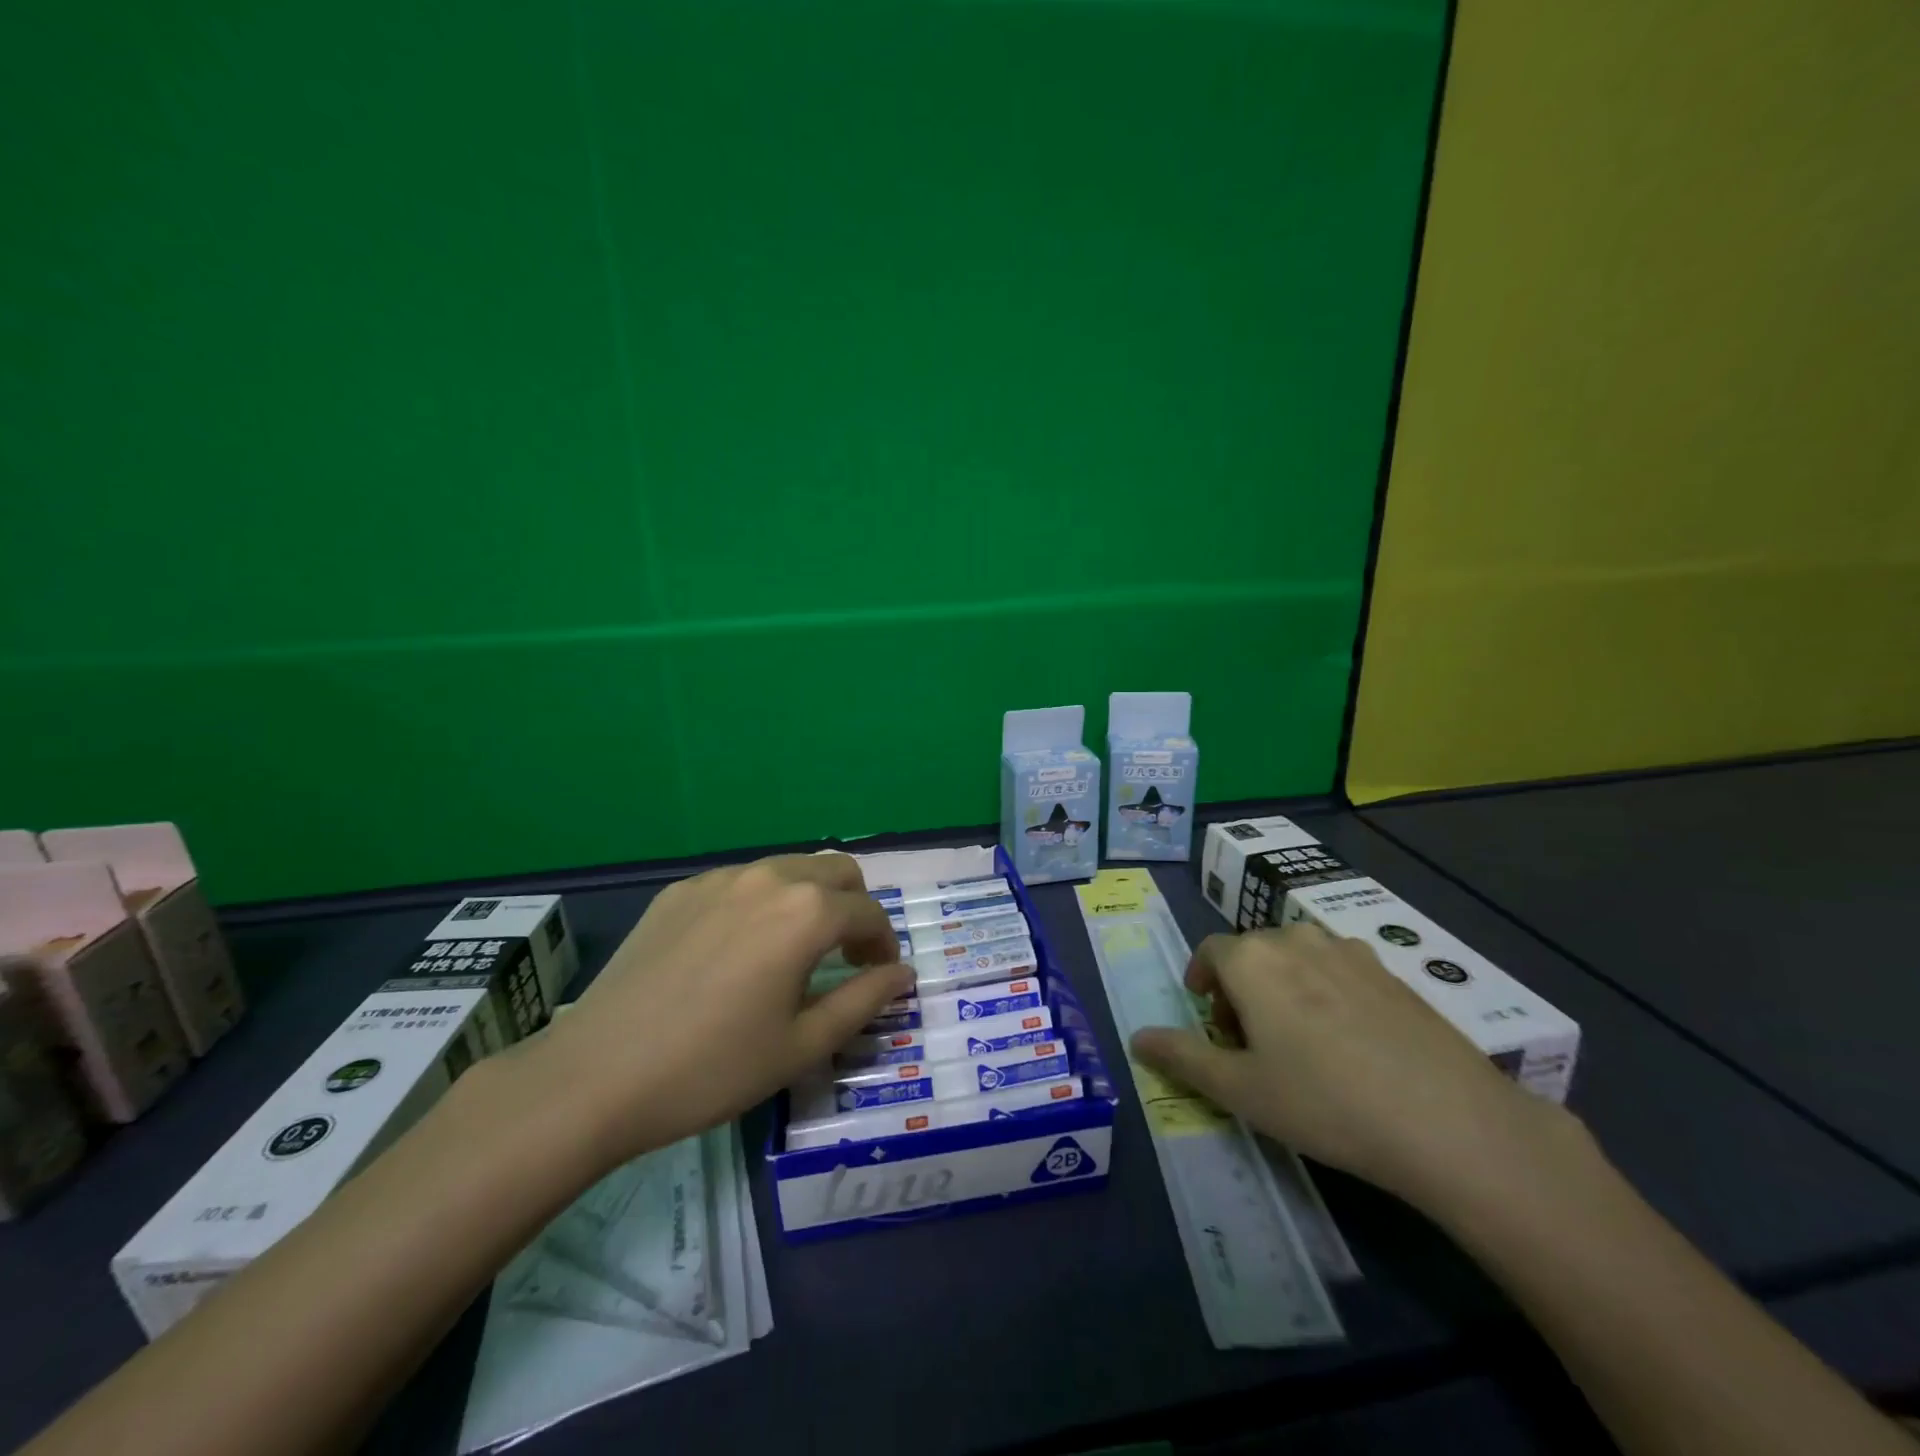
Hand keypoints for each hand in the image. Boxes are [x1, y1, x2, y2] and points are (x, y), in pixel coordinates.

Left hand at [522, 854, 912, 1167]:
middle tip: (845, 956)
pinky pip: (740, 882)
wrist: (595, 1076)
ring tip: (793, 951)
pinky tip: (736, 951)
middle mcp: (768, 878)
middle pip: (836, 871)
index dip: (884, 943)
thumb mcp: (801, 1045)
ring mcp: (718, 879)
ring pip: (788, 869)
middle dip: (854, 907)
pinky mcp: (679, 891)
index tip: (879, 975)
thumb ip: (863, 1000)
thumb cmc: (712, 1068)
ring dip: (809, 899)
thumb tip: (903, 974)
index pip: (869, 913)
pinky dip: (761, 903)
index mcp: (805, 912)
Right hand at [1130, 922, 1578, 1211]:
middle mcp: (1295, 938)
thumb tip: (1135, 1038)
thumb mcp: (1239, 1090)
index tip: (1212, 1024)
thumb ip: (1181, 1057)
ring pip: (1297, 958)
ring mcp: (1349, 951)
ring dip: (1283, 986)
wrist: (1449, 1121)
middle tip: (1252, 1043)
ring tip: (1300, 1043)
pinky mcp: (1392, 972)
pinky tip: (1351, 1044)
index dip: (1203, 985)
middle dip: (1240, 988)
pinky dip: (1327, 993)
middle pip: (1252, 953)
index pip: (1209, 954)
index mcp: (1252, 958)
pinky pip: (1339, 970)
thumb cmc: (1324, 1102)